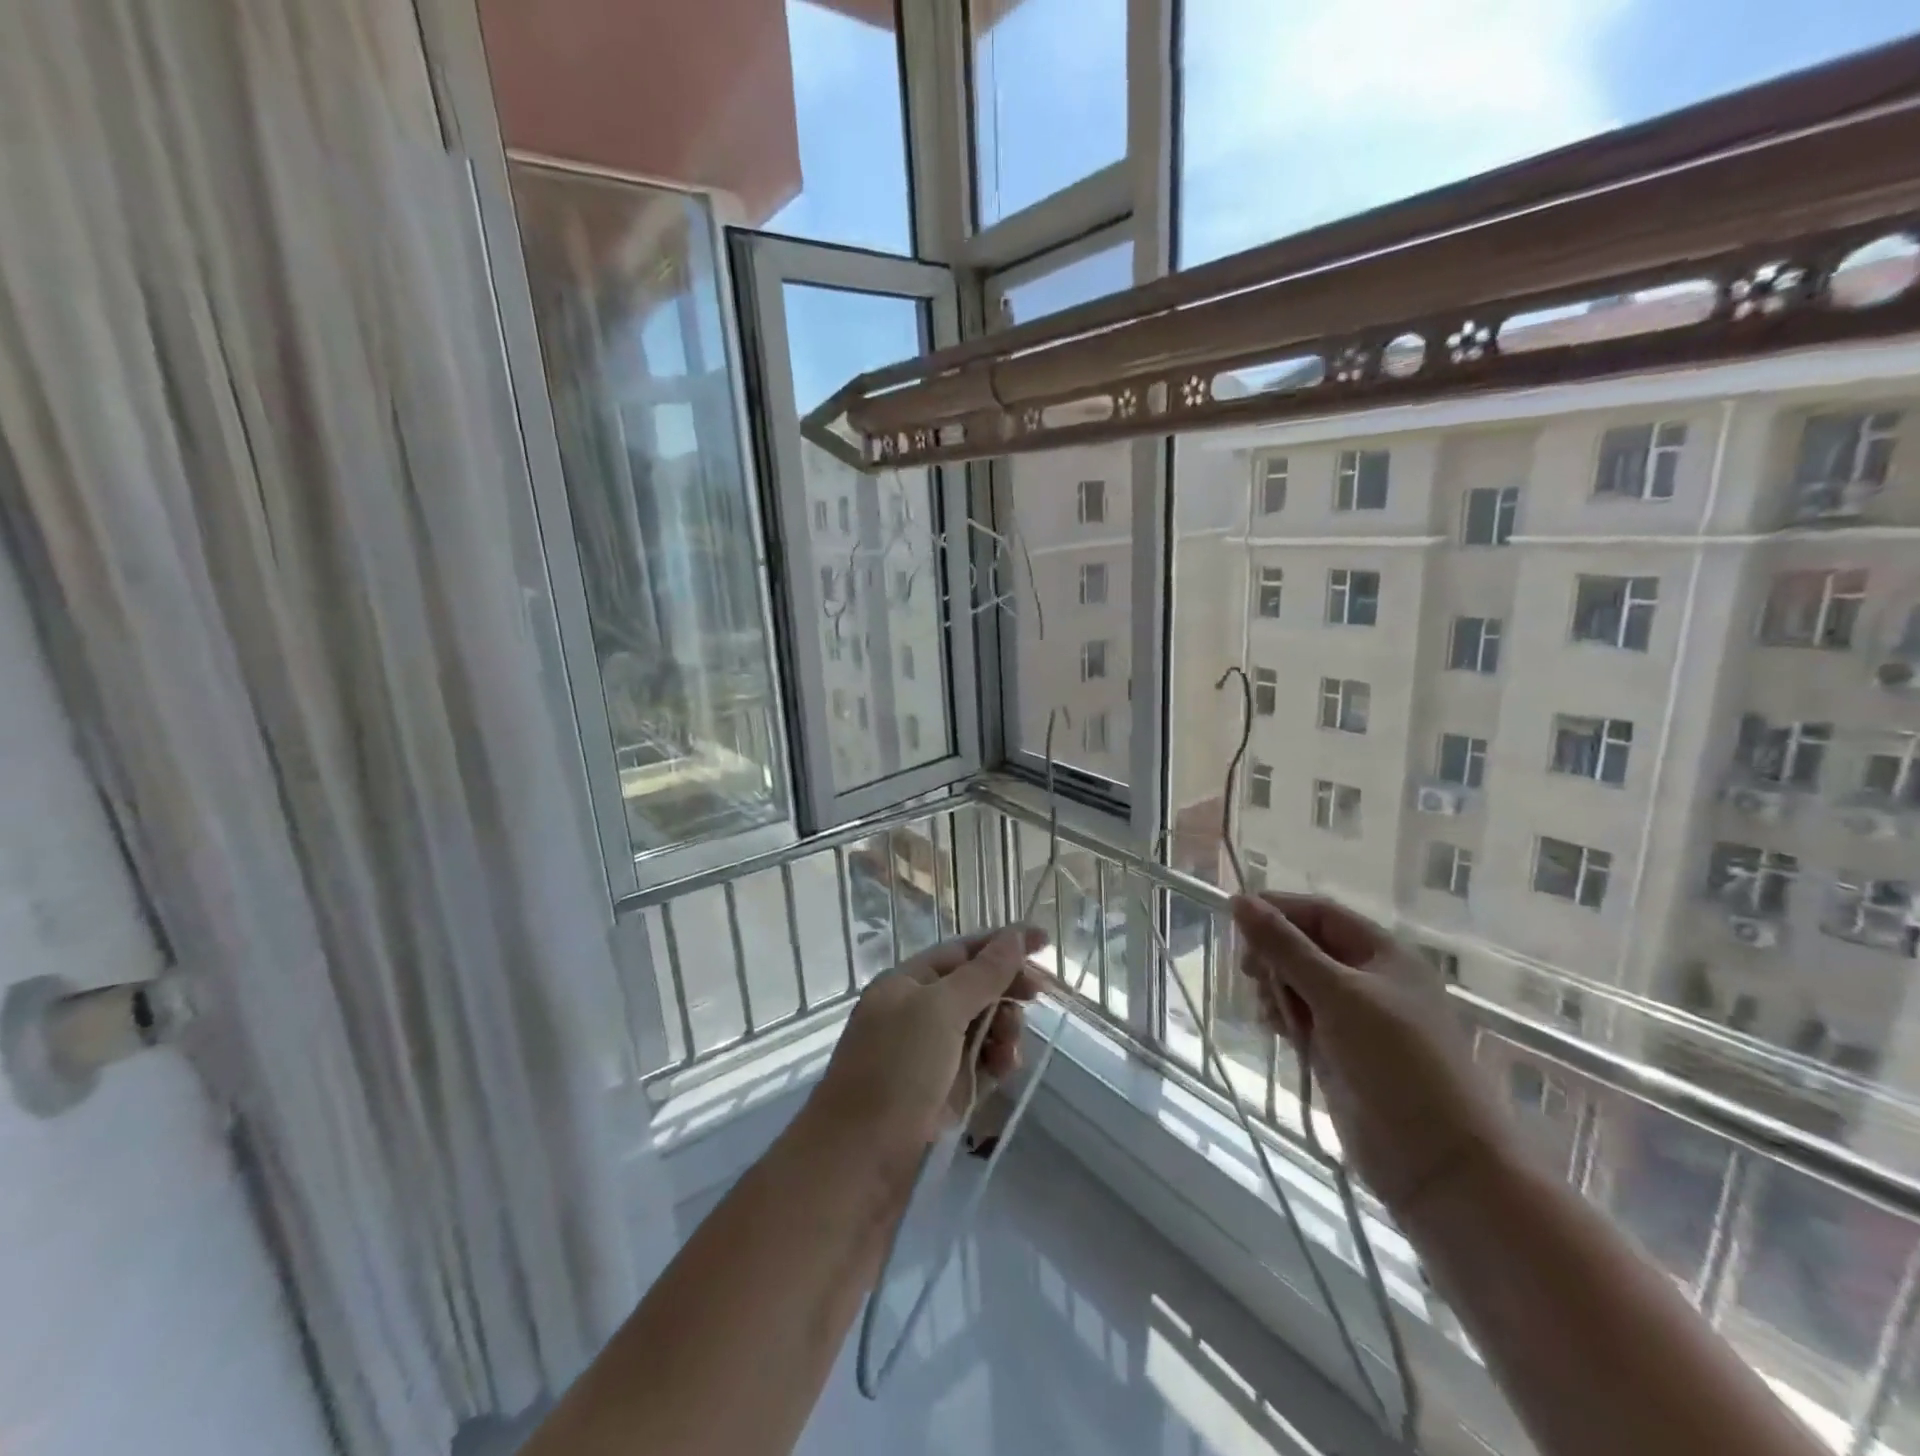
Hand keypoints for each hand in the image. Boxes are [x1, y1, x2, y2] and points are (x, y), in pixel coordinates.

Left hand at [806, 927, 1047, 1163]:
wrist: (858, 1162)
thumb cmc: (895, 1071)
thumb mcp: (940, 1011)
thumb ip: (982, 974)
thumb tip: (1015, 935)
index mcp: (907, 983)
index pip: (962, 951)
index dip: (1002, 943)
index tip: (1044, 941)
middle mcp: (916, 1013)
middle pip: (974, 988)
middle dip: (1005, 989)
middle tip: (1036, 997)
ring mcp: (929, 1055)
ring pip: (981, 1027)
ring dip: (1004, 1029)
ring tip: (1009, 1049)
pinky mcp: (942, 1092)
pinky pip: (979, 1064)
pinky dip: (995, 1062)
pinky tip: (1004, 1070)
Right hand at [1231, 892, 1515, 1219]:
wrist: (1439, 1164)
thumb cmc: (1395, 1063)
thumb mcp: (1337, 994)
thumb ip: (1284, 946)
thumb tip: (1239, 900)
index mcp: (1383, 955)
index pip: (1320, 913)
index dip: (1278, 910)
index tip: (1236, 920)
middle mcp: (1371, 980)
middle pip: (1307, 946)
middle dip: (1274, 954)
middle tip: (1250, 973)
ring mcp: (1357, 1019)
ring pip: (1300, 983)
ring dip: (1276, 987)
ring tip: (1269, 1010)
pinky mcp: (1342, 1053)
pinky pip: (1302, 1018)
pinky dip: (1284, 1016)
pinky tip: (1274, 1027)